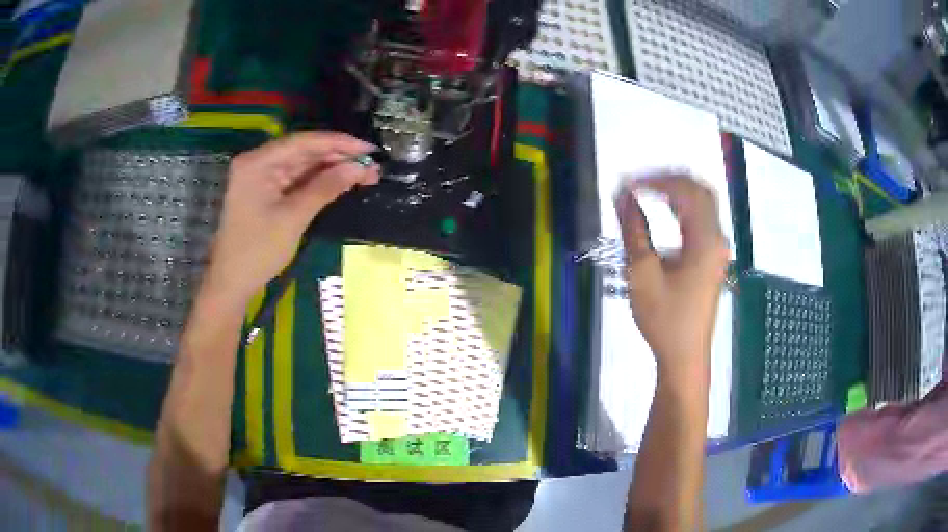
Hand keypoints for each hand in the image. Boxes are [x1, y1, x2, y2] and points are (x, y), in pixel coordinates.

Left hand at [204, 131, 378, 303]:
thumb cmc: (258, 251)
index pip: (303, 142)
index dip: (338, 143)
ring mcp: (262, 176)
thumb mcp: (293, 218)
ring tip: (365, 174)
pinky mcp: (267, 190)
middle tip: (372, 166)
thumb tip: (360, 168)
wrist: (232, 282)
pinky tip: (342, 182)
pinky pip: (297, 178)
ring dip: (332, 169)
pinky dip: (319, 181)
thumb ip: (326, 188)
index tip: (369, 150)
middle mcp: (259, 161)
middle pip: (304, 151)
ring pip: (304, 164)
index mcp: (258, 162)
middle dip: (338, 157)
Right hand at [615, 173, 728, 381]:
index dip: (654, 180)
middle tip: (638, 181)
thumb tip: (622, 196)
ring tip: (646, 190)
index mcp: (705, 241)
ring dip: (676, 191)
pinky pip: (701, 219)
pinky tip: (664, 208)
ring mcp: (717, 248)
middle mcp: (717, 239)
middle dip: (668, 179)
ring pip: (702, 203)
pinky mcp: (712, 257)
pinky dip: (682, 207)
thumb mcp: (642, 274)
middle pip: (699, 190)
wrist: (684, 355)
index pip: (684, 192)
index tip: (625, 184)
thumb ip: (633, 230)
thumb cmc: (664, 320)